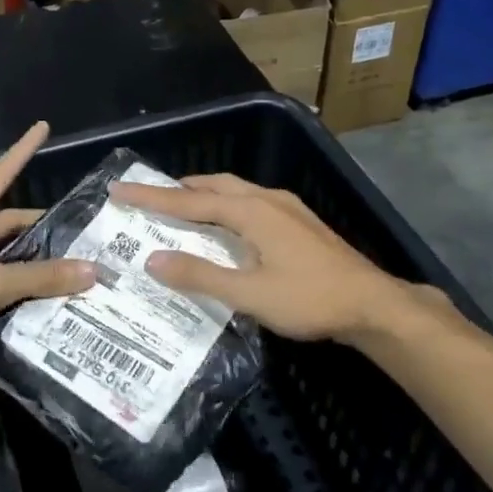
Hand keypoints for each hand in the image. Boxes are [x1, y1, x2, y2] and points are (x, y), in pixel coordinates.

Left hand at [0, 122, 94, 371]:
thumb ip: (42, 277)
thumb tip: (92, 270)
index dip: (23, 151)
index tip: (42, 126)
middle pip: (8, 222)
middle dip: (40, 225)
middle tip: (81, 233)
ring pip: (5, 255)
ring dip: (33, 260)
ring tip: (74, 264)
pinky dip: (21, 286)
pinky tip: (49, 294)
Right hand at [109, 172, 447, 342]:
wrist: (373, 305)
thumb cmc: (310, 299)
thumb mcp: (249, 294)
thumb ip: (200, 276)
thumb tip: (152, 259)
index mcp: (252, 212)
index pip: (190, 201)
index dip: (152, 197)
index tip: (119, 189)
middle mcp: (268, 200)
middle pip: (214, 186)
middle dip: (179, 189)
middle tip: (149, 197)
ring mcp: (288, 209)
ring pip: (236, 191)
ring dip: (205, 195)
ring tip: (182, 207)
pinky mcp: (301, 223)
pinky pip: (251, 202)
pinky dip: (226, 206)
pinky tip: (228, 227)